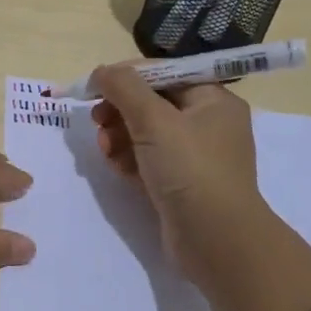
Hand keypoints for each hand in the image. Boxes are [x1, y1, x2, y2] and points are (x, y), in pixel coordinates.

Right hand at [90, 62, 310, 310]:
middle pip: (152, 103)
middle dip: (120, 110)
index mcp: (213, 100)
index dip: (127, 76)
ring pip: (146, 134)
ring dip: (119, 136)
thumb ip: (124, 88)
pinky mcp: (180, 184)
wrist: (216, 240)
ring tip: (106, 150)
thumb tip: (101, 71)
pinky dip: (129, 160)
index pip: (164, 73)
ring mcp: (194, 157)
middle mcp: (207, 124)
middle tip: (97, 121)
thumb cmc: (190, 169)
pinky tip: (116, 168)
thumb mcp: (154, 120)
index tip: (94, 87)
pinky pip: (148, 161)